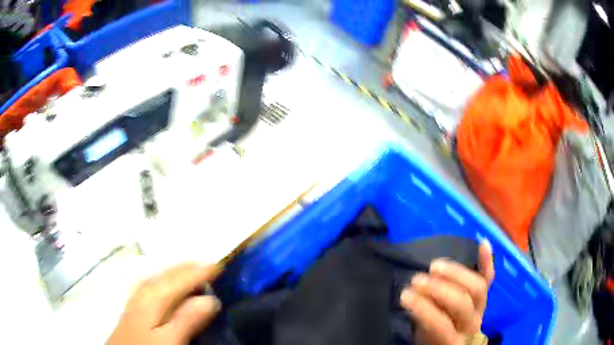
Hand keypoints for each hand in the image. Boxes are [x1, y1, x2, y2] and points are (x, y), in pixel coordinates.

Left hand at [108, 263, 221, 344]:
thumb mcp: (171, 338)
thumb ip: (187, 318)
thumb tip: (210, 299)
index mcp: (153, 296)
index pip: (180, 278)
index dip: (200, 271)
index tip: (219, 266)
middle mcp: (144, 291)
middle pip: (167, 273)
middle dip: (188, 267)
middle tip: (208, 265)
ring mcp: (137, 298)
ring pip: (158, 277)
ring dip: (175, 271)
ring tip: (190, 269)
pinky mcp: (134, 306)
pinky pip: (151, 284)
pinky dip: (163, 279)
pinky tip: (164, 283)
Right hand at [400, 241, 494, 344]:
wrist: (457, 342)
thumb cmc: (434, 342)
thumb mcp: (423, 339)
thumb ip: (421, 321)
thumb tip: (410, 295)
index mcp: (453, 340)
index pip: (441, 325)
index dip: (423, 310)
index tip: (404, 296)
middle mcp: (472, 324)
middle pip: (462, 302)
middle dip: (439, 289)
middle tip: (417, 279)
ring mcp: (481, 308)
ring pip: (477, 287)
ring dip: (456, 273)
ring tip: (434, 266)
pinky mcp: (486, 296)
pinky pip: (490, 277)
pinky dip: (487, 260)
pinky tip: (482, 242)